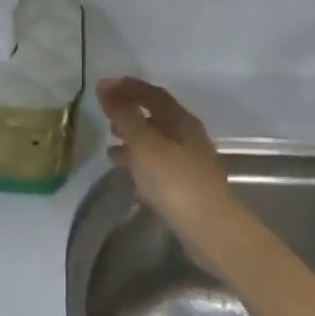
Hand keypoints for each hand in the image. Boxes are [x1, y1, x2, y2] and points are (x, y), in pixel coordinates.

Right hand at [98, 77, 230, 229]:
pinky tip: (126, 172)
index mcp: (180, 122)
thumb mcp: (145, 143)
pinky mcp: (184, 186)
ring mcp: (187, 163)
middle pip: (156, 117)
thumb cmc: (175, 180)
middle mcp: (187, 137)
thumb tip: (105, 85)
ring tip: (109, 142)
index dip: (129, 87)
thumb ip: (124, 115)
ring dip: (133, 138)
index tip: (104, 86)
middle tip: (105, 113)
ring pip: (156, 142)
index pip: (153, 94)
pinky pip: (157, 165)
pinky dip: (139, 162)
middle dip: (130, 112)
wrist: (210, 229)